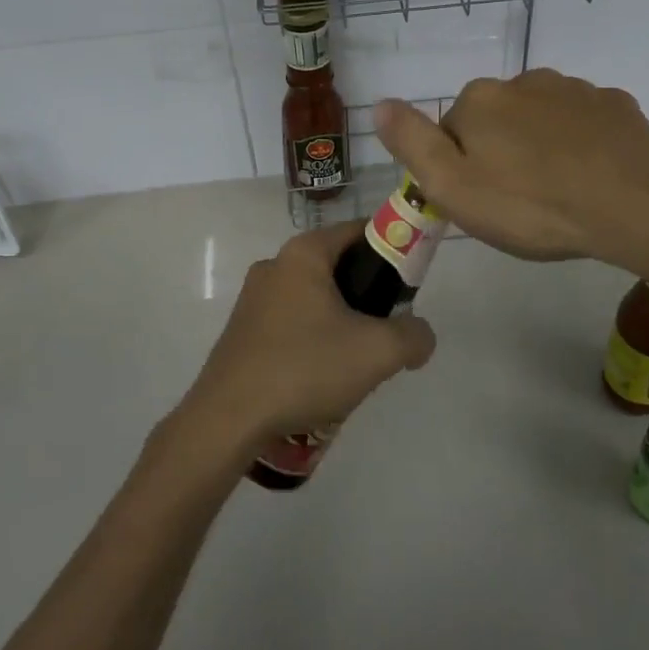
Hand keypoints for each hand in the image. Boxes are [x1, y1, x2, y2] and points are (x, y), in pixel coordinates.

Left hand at [175, 222, 434, 453]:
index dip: (393, 249)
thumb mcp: (377, 352)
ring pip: (316, 297)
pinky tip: (320, 376)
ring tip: (355, 362)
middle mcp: (275, 264)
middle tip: (387, 329)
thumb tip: (420, 335)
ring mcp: (254, 298)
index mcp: (304, 253)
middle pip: (338, 265)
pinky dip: (314, 338)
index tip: (411, 283)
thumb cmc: (304, 368)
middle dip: (368, 294)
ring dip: (341, 321)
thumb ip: (414, 336)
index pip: (360, 230)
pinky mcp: (243, 330)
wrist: (228, 419)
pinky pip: (292, 321)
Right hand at [375, 69, 648, 273]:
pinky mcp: (615, 105)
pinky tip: (591, 179)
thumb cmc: (532, 205)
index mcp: (480, 100)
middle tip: (519, 204)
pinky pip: (582, 124)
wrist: (636, 208)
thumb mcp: (453, 187)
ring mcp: (574, 89)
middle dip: (500, 154)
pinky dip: (580, 145)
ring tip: (558, 194)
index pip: (451, 131)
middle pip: (496, 121)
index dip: (461, 169)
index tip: (482, 203)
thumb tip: (380, 103)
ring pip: (539, 120)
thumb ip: (411, 142)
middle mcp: (524, 81)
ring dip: (540, 147)